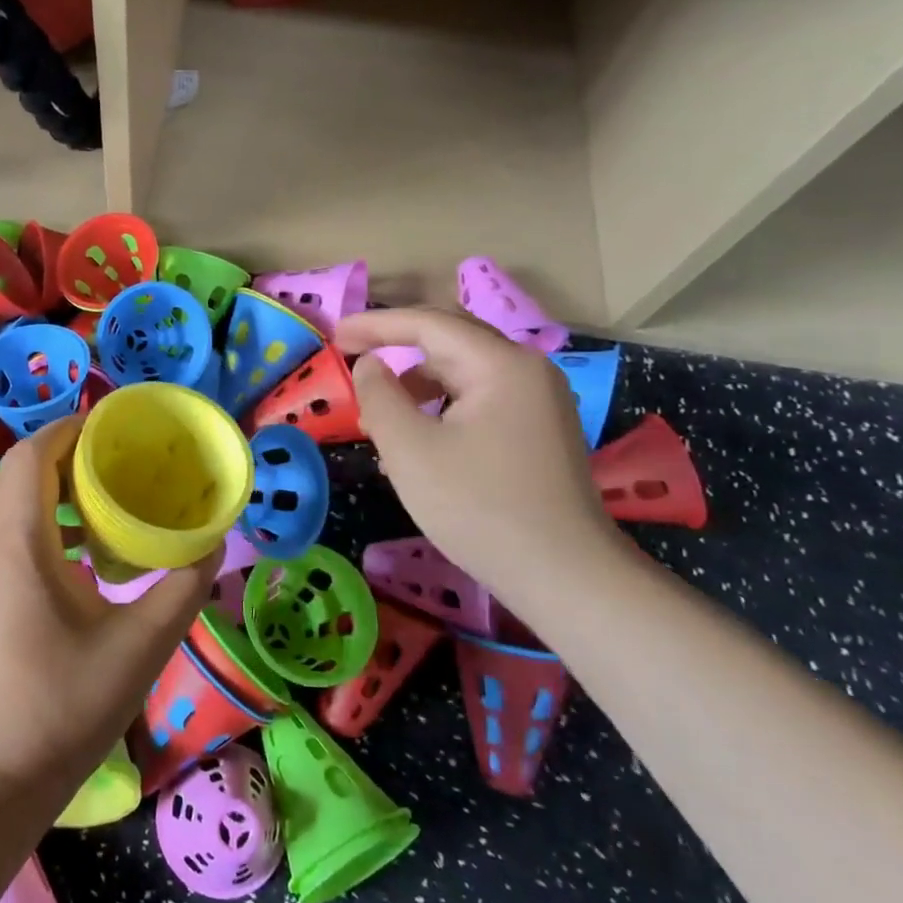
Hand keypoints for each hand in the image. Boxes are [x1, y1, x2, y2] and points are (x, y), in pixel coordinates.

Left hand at [0, 416, 217, 801]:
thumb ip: (182, 588)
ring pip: (15, 501)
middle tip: (124, 460)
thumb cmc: (62, 709)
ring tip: (112, 499)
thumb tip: (210, 544)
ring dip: (59, 488)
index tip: (118, 428)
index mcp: (18, 542)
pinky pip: (11, 532)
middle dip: (71, 454)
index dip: (72, 429)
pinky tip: (87, 554)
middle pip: (23, 470)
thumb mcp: (140, 647)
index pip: (33, 454)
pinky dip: (47, 521)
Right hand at [336, 308, 621, 602]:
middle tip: (353, 355)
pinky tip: (420, 438)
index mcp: (501, 364)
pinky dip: (443, 405)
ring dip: (418, 381)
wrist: (567, 579)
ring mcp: (540, 400)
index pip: (428, 323)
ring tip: (381, 413)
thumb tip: (370, 364)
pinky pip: (481, 398)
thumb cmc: (479, 508)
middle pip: (451, 339)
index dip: (376, 324)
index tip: (335, 334)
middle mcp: (527, 369)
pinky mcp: (541, 430)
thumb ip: (379, 395)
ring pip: (465, 371)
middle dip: (398, 344)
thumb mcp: (410, 450)